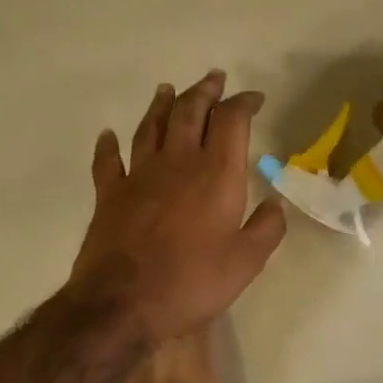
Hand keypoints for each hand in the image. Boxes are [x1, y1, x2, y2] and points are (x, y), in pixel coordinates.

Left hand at [71, 70, 286, 340]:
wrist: (123, 303)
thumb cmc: (192, 282)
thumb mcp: (246, 262)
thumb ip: (266, 228)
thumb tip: (275, 203)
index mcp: (216, 175)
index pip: (231, 122)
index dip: (244, 104)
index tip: (254, 98)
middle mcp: (177, 163)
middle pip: (190, 112)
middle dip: (205, 92)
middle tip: (214, 78)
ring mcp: (138, 176)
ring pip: (150, 127)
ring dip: (162, 105)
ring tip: (168, 89)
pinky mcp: (109, 195)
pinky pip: (108, 161)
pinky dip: (109, 145)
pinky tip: (109, 135)